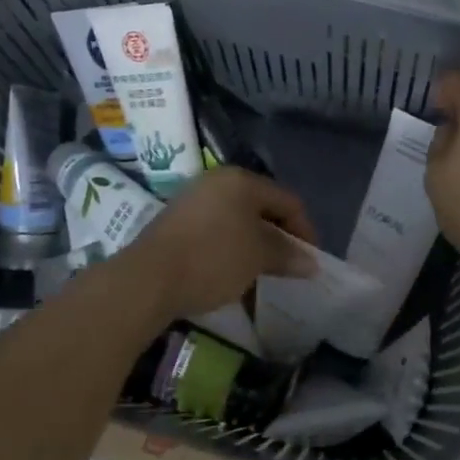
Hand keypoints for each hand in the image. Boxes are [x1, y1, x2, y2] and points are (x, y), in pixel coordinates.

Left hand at [117, 167, 318, 321]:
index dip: (305, 231)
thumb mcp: (258, 256)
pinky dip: (231, 251)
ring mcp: (193, 201)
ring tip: (263, 276)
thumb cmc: (213, 258)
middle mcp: (217, 183)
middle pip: (261, 209)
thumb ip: (287, 254)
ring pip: (237, 223)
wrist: (148, 279)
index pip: (288, 201)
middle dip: (279, 239)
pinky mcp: (176, 224)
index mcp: (241, 181)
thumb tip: (310, 262)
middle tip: (289, 268)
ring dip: (255, 248)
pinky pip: (216, 233)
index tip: (311, 262)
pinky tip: (233, 276)